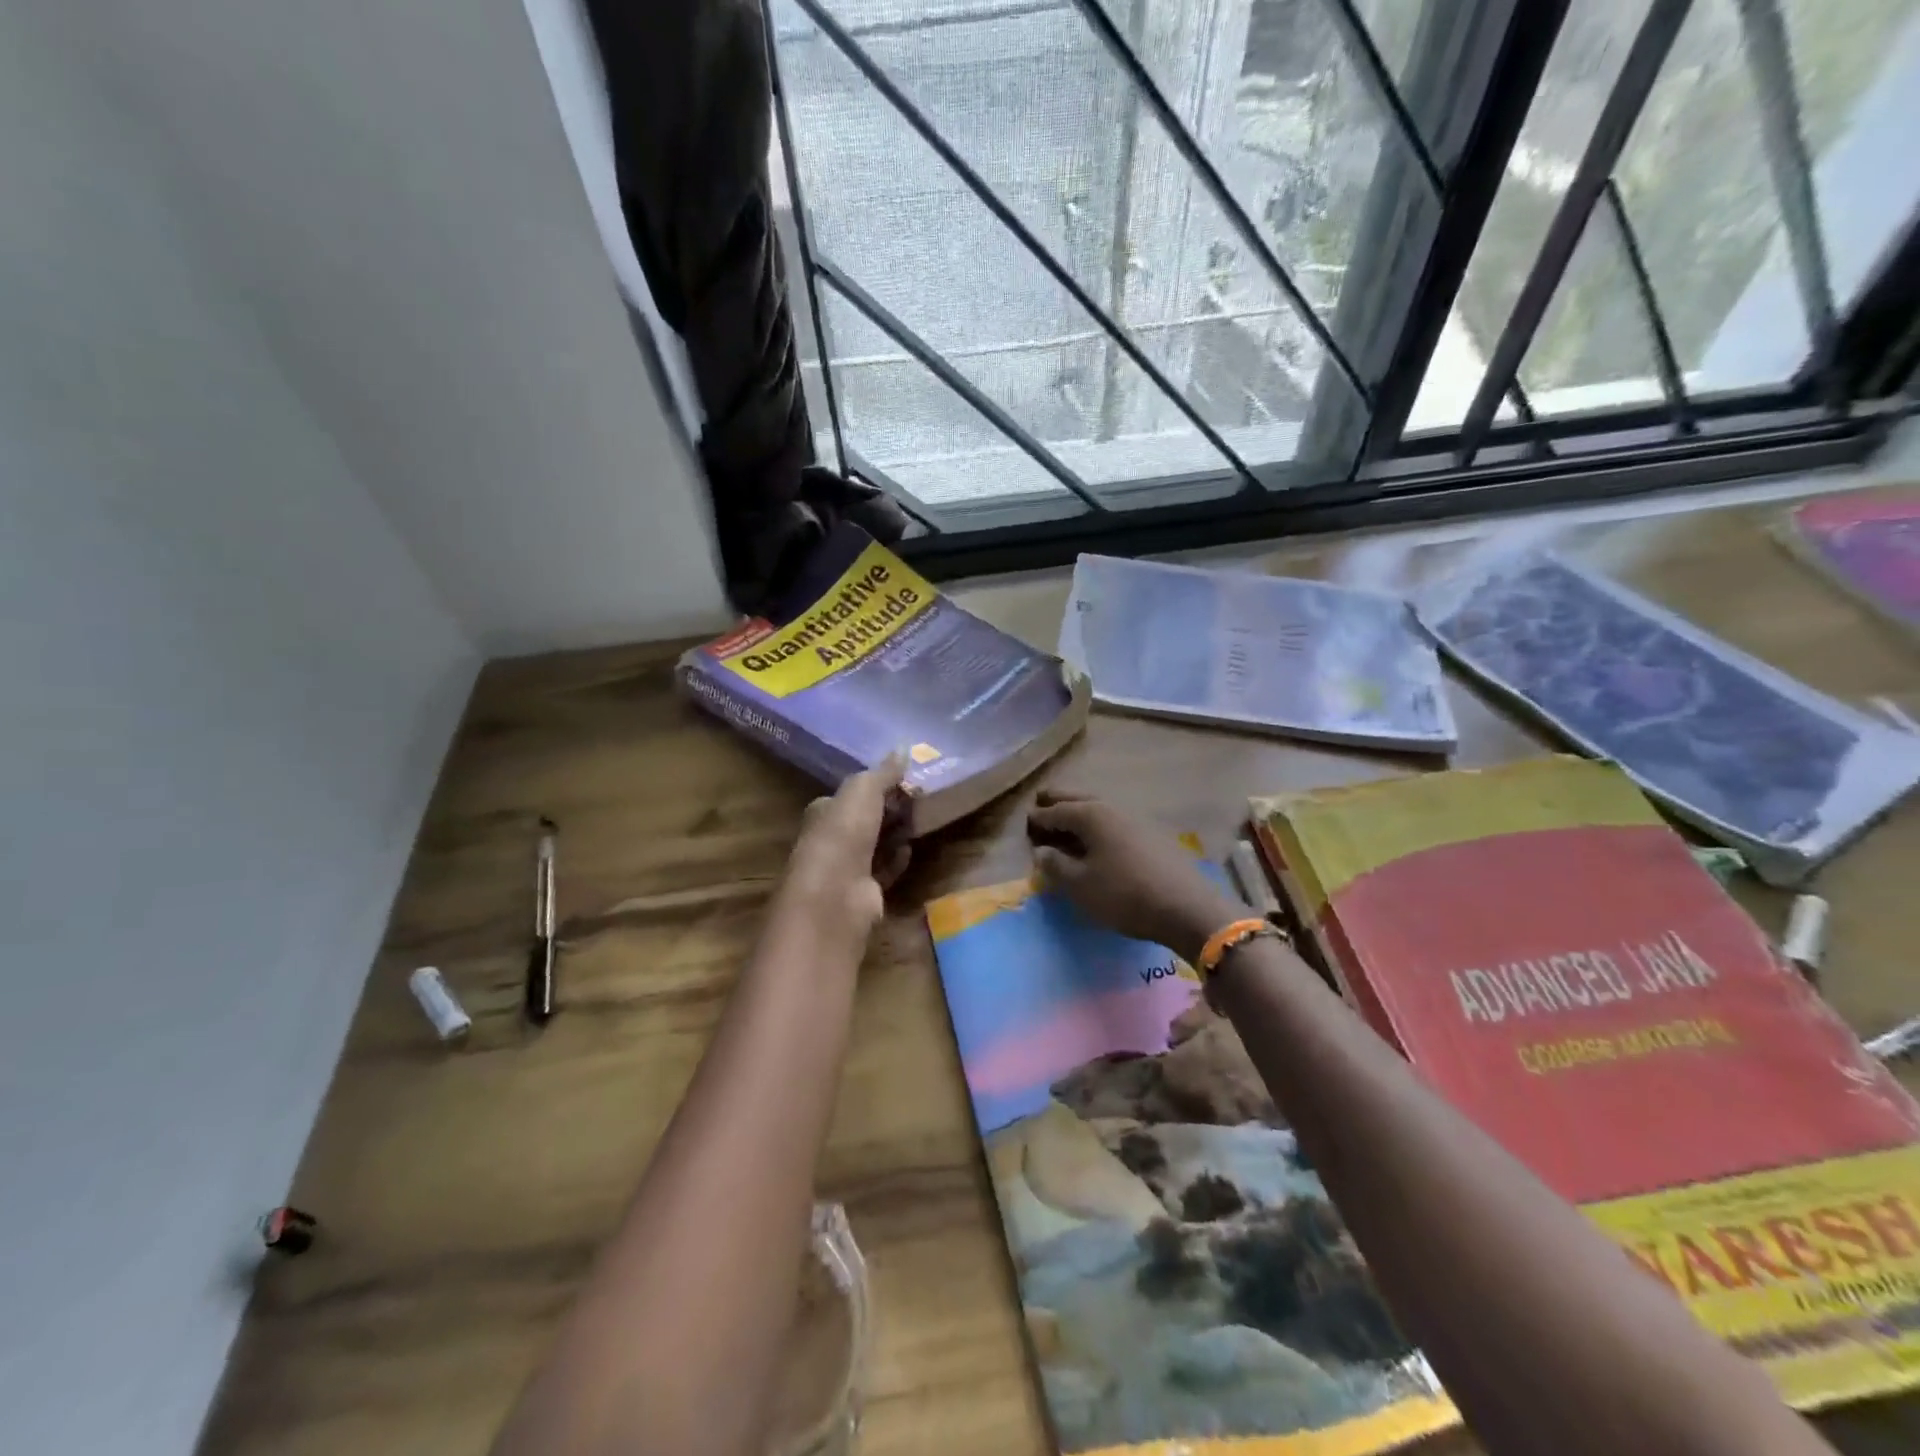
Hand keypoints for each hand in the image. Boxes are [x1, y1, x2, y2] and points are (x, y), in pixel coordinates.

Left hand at [779, 755, 911, 945]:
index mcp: (823, 812)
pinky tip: (910, 849)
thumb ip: (883, 772)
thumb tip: (903, 746)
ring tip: (921, 820)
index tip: (902, 779)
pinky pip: (884, 870)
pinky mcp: (863, 893)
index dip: (873, 787)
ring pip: (875, 845)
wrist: (835, 895)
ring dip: (894, 834)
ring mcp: (846, 869)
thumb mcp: (863, 791)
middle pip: (864, 820)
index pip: (848, 796)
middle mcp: (831, 840)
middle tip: (918, 798)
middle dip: (888, 810)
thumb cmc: (842, 834)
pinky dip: (897, 860)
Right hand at [1027, 790, 1246, 962]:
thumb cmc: (1124, 894)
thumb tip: (1042, 851)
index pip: (1056, 811)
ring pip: (1099, 807)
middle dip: (1058, 802)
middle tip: (1041, 804)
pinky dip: (1099, 824)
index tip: (1025, 824)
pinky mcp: (1152, 834)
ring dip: (1080, 811)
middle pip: (1079, 799)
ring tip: (1067, 821)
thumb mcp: (1081, 885)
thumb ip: (1056, 866)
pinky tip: (1099, 838)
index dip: (1038, 818)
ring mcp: (1136, 819)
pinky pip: (1115, 821)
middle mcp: (1113, 808)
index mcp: (1091, 815)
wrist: (1186, 907)